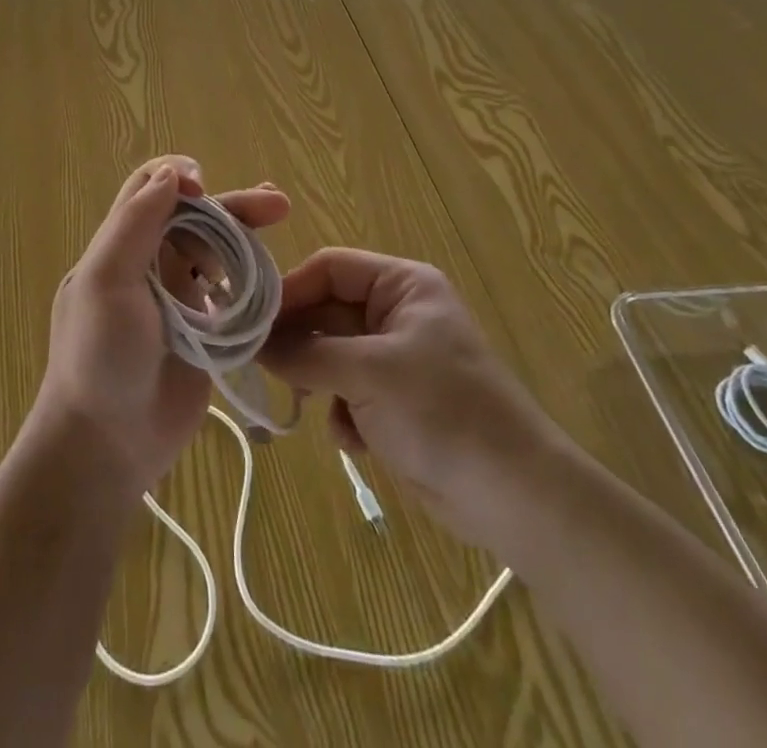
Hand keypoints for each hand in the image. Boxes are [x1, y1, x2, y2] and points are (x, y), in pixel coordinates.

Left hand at [35, 155, 291, 500]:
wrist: (106, 445)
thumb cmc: (100, 357)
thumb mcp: (106, 282)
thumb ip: (135, 224)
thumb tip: (172, 174)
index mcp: (121, 245)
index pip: (149, 189)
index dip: (179, 178)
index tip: (206, 189)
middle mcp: (150, 264)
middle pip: (195, 217)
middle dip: (232, 206)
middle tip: (276, 206)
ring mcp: (179, 299)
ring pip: (217, 252)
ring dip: (246, 238)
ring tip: (280, 231)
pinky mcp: (204, 332)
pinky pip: (232, 293)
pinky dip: (252, 280)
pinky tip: (274, 279)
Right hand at [258, 248, 573, 544]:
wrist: (514, 498)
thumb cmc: (443, 412)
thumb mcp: (368, 373)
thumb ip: (305, 354)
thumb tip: (252, 344)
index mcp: (402, 285)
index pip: (329, 267)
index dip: (290, 290)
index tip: (252, 321)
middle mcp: (396, 312)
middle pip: (326, 311)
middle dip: (301, 343)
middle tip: (264, 368)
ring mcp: (395, 358)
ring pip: (330, 354)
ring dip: (319, 382)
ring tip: (314, 407)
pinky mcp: (394, 400)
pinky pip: (346, 390)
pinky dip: (342, 412)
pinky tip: (356, 440)